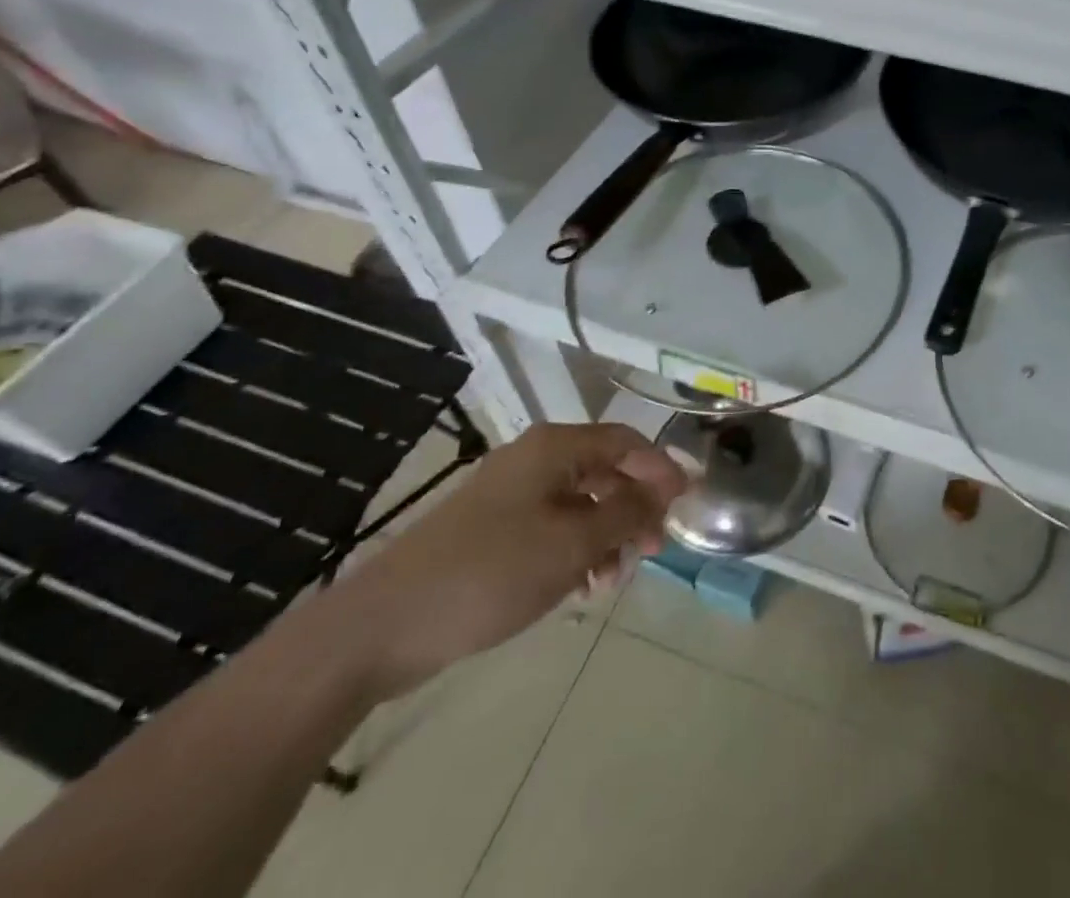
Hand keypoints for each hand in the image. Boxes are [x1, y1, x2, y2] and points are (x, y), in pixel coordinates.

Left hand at [321, 423, 685, 698]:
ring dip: (607, 535)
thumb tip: (668, 487)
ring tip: (613, 579)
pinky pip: (552, 527)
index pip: (627, 442)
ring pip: (580, 503)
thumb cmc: (490, 573)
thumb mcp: (573, 544)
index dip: (661, 469)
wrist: (382, 627)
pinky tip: (580, 588)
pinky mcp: (493, 529)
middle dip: (635, 508)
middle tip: (654, 550)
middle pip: (605, 471)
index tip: (687, 505)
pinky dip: (575, 550)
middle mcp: (535, 460)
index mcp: (554, 448)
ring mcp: (511, 495)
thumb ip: (628, 512)